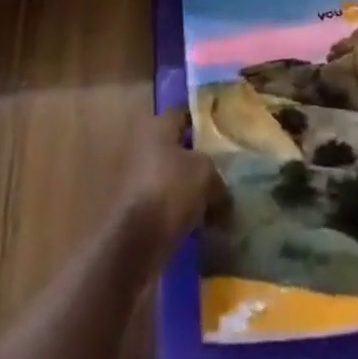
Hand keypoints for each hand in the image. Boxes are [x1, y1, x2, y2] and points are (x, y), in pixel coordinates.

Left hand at [118, 109, 227, 263]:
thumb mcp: (206, 174)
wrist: (135, 242)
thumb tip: (222, 191)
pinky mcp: (135, 210)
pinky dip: (178, 212)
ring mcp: (136, 179)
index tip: (221, 137)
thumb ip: (217, 176)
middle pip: (176, 148)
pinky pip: (164, 204)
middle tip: (221, 173)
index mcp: (158, 126)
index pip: (183, 115)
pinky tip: (199, 225)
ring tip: (214, 204)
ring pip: (170, 178)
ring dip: (187, 189)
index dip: (202, 125)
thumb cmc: (171, 190)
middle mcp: (143, 145)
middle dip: (196, 160)